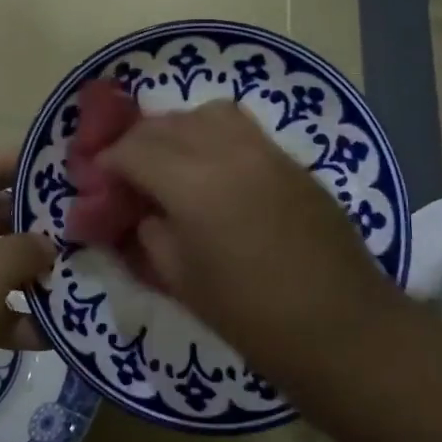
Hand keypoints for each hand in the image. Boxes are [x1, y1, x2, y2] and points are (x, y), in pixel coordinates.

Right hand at [98, 102, 396, 383]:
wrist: (343, 327)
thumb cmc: (253, 317)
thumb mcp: (182, 281)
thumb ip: (151, 235)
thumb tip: (142, 211)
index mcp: (192, 185)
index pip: (134, 150)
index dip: (108, 162)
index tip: (99, 181)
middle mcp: (226, 152)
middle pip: (166, 124)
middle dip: (137, 142)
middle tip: (127, 173)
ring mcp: (265, 150)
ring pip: (206, 114)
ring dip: (177, 130)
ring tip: (170, 162)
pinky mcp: (290, 159)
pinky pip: (240, 127)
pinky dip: (213, 134)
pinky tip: (212, 167)